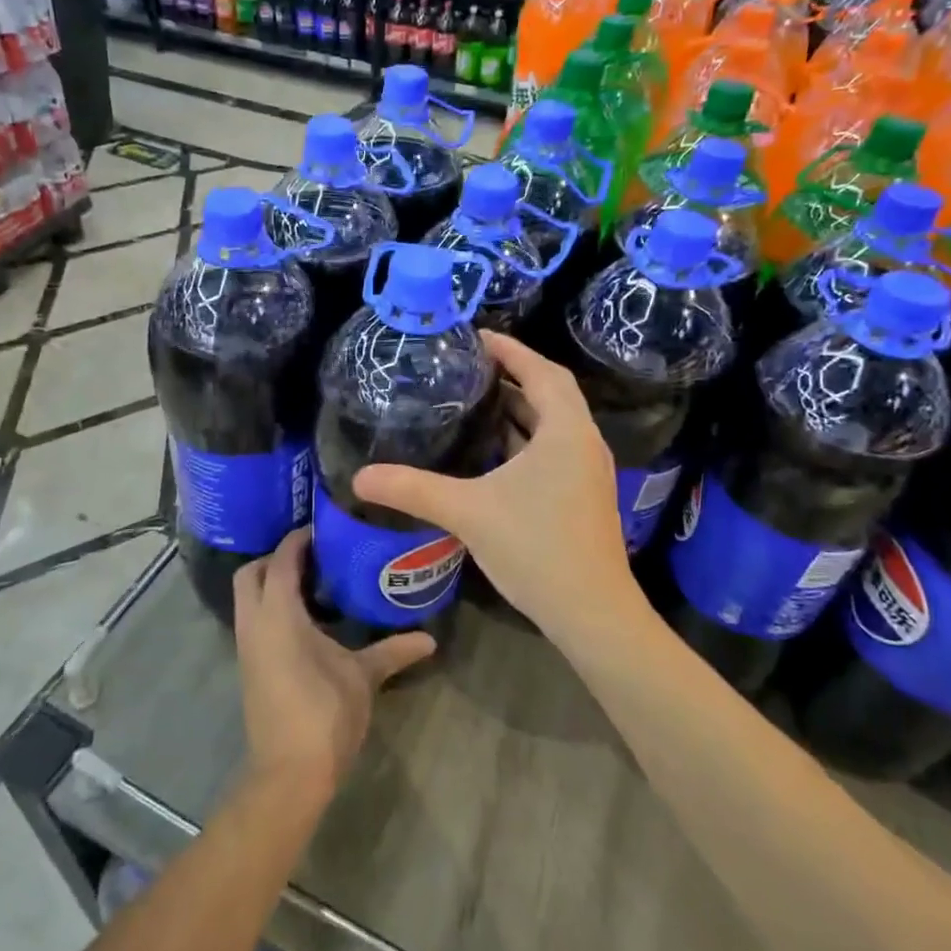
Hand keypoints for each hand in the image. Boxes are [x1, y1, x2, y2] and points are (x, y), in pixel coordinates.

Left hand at [233, 529, 434, 804]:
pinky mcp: (249, 666)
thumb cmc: (325, 714)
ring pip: (247, 598)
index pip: (281, 560)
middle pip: (250, 574)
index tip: (325, 528)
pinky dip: (270, 607)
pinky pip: (252, 620)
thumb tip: (430, 639)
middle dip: (275, 558)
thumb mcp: (364, 677)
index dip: (298, 540)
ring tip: (313, 581)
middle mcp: (254, 624)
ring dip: (270, 583)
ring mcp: (247, 647)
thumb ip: (394, 651)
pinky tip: (305, 618)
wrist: (289, 773)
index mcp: (278, 615)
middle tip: (314, 556)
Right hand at [352, 331, 635, 638]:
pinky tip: (491, 453)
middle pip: (550, 393)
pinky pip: (552, 450)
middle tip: (468, 368)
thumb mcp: (468, 512)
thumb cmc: (536, 548)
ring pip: (552, 425)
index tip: (475, 336)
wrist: (591, 613)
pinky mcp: (581, 496)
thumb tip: (359, 478)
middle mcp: (583, 443)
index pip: (541, 371)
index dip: (510, 349)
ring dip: (519, 410)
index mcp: (566, 431)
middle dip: (512, 376)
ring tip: (474, 402)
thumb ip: (413, 489)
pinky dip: (524, 440)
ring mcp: (586, 472)